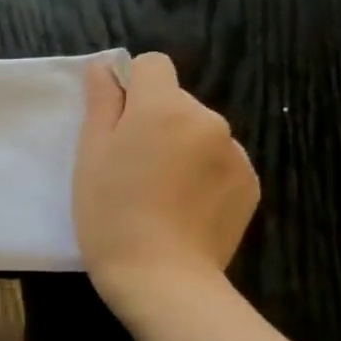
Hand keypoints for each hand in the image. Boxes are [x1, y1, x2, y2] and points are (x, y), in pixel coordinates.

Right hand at [73, 52, 259, 315]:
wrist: (161, 276)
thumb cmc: (110, 211)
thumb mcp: (91, 154)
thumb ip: (102, 103)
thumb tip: (104, 67)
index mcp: (164, 108)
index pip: (153, 64)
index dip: (131, 84)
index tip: (115, 120)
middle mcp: (208, 119)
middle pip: (176, 102)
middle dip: (154, 122)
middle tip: (127, 167)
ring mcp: (235, 153)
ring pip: (198, 133)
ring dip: (179, 148)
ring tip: (156, 192)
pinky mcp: (250, 184)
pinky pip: (218, 163)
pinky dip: (200, 175)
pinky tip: (181, 208)